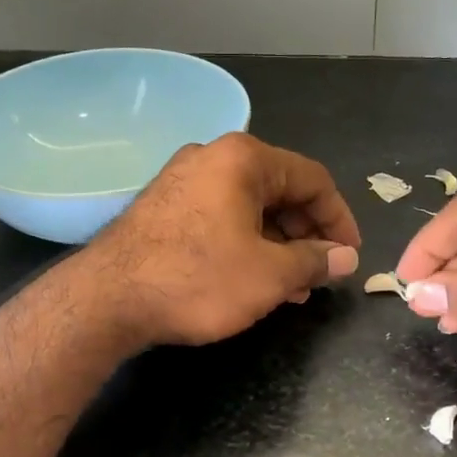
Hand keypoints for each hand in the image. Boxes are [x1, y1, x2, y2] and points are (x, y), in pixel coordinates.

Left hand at [88, 133, 361, 346]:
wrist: (108, 298)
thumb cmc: (199, 279)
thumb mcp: (269, 275)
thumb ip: (314, 261)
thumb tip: (345, 258)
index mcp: (244, 159)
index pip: (313, 180)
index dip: (339, 219)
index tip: (349, 256)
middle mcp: (212, 157)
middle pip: (279, 190)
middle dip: (305, 236)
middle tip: (318, 276)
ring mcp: (181, 180)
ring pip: (248, 207)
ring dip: (276, 245)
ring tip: (289, 287)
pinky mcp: (161, 207)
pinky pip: (219, 217)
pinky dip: (243, 244)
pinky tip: (249, 278)